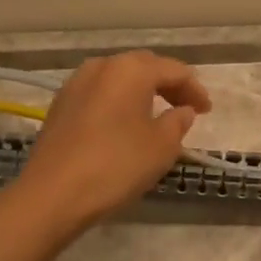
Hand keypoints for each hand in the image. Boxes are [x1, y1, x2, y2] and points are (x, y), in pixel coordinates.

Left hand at [14, 52, 211, 232]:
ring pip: (119, 80)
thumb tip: (182, 111)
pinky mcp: (61, 105)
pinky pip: (101, 95)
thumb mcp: (162, 147)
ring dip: (142, 93)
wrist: (52, 194)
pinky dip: (120, 103)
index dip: (195, 90)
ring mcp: (76, 84)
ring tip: (158, 116)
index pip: (174, 70)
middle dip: (169, 86)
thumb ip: (178, 123)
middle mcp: (102, 66)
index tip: (208, 111)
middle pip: (144, 68)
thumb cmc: (117, 165)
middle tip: (187, 108)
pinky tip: (126, 125)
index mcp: (131, 69)